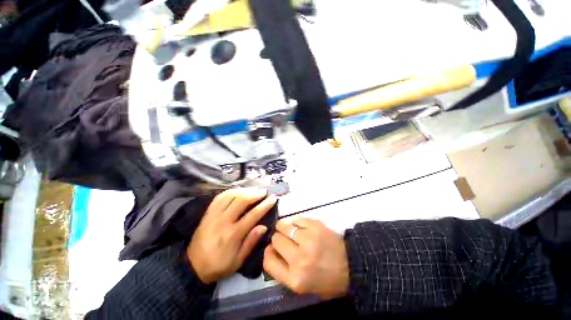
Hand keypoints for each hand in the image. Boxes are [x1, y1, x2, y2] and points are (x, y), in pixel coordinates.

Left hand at [188, 188, 277, 283]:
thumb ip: (251, 242)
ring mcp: (214, 215)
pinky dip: (230, 191)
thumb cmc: (219, 265)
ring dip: (244, 190)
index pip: (253, 214)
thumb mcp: (238, 260)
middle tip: (264, 192)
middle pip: (242, 200)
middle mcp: (223, 221)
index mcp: (233, 234)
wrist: (192, 266)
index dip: (265, 205)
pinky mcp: (208, 213)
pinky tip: (238, 191)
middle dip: (255, 194)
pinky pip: (220, 197)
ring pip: (231, 196)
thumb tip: (263, 226)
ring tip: (253, 190)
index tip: (273, 198)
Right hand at [263, 217, 348, 299]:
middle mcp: (299, 258)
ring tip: (289, 230)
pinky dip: (295, 222)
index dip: (268, 252)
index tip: (272, 248)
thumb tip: (271, 249)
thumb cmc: (326, 279)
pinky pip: (297, 219)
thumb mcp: (302, 286)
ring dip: (284, 227)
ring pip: (284, 226)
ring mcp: (308, 239)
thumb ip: (283, 270)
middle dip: (277, 238)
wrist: (351, 265)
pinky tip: (300, 226)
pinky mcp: (315, 226)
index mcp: (295, 278)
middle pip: (275, 239)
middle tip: (284, 239)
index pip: (268, 260)